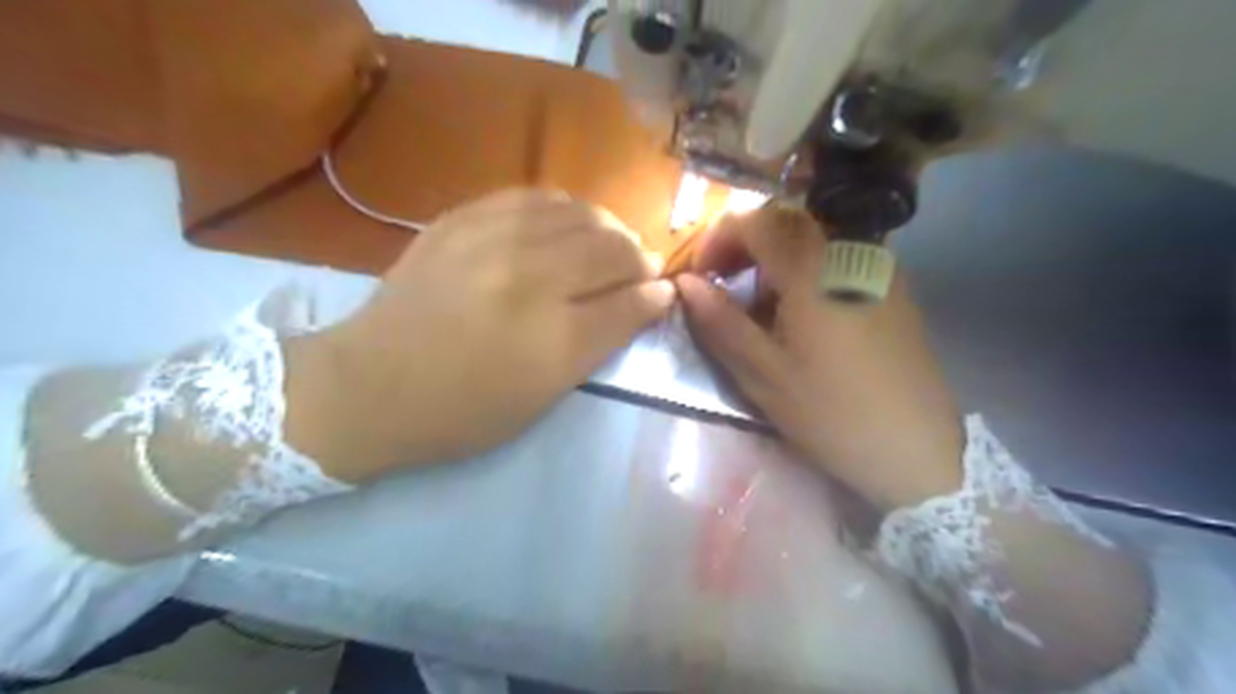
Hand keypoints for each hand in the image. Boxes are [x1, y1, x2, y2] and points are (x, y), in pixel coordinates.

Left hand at [284, 191, 672, 480]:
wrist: (367, 385)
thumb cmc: (462, 412)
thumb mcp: (542, 398)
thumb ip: (600, 346)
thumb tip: (648, 302)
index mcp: (553, 341)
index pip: (629, 302)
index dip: (654, 295)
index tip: (662, 293)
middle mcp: (530, 281)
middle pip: (610, 251)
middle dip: (638, 258)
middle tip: (640, 268)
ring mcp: (493, 242)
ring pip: (578, 215)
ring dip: (607, 228)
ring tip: (609, 243)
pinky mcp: (461, 220)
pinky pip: (531, 197)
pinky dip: (563, 207)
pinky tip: (566, 222)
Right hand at [679, 206, 971, 508]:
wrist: (918, 449)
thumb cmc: (831, 413)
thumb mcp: (763, 374)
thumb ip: (721, 322)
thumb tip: (686, 283)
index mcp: (812, 270)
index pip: (755, 222)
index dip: (718, 239)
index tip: (700, 275)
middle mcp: (849, 253)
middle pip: (785, 223)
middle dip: (745, 245)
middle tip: (724, 285)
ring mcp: (877, 268)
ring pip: (813, 240)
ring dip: (775, 260)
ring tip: (760, 307)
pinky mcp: (893, 289)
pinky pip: (839, 259)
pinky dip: (806, 272)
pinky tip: (803, 315)